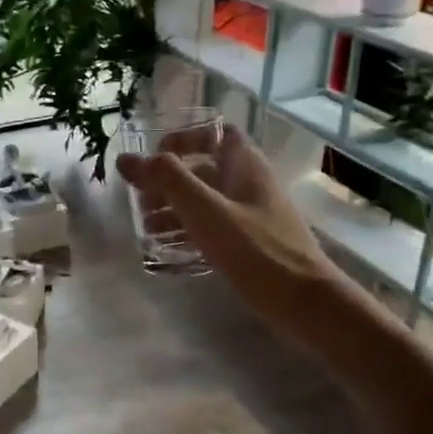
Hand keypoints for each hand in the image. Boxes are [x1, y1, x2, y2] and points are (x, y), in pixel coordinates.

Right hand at [116, 125, 340, 340]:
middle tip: (139, 201)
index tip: (154, 158)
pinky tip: (167, 248)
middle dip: (168, 181)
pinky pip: (213, 227)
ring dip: (174, 209)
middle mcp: (249, 183)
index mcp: (244, 165)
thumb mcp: (206, 210)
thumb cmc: (255, 249)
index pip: (214, 133)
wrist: (305, 300)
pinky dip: (188, 231)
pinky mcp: (250, 243)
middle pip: (203, 169)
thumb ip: (167, 180)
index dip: (183, 138)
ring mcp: (252, 215)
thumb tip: (127, 158)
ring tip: (145, 228)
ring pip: (206, 201)